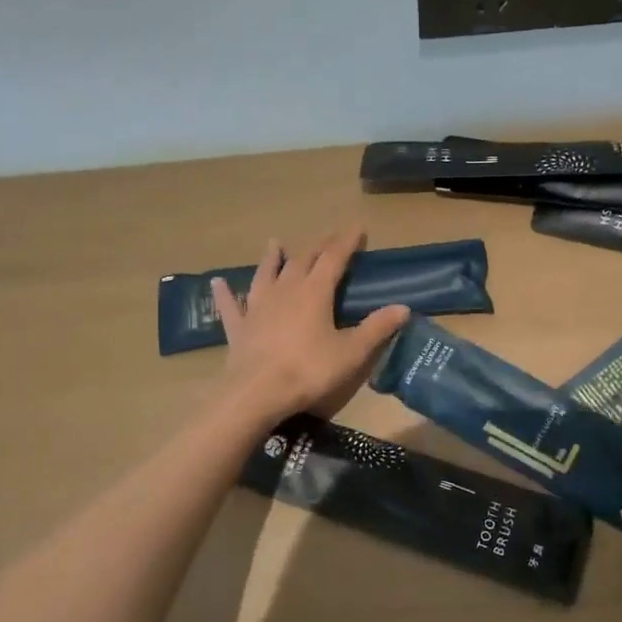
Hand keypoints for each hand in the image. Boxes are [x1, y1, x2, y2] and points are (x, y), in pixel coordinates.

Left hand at [210, 230, 409, 423]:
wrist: (257, 393)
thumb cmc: (309, 370)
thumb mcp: (352, 352)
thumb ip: (377, 328)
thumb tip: (403, 308)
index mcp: (315, 292)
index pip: (334, 258)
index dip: (347, 242)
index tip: (358, 228)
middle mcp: (285, 291)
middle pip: (302, 261)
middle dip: (318, 247)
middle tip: (329, 238)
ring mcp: (258, 307)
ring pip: (266, 274)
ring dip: (273, 258)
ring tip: (275, 243)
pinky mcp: (239, 327)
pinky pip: (231, 305)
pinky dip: (225, 293)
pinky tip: (217, 283)